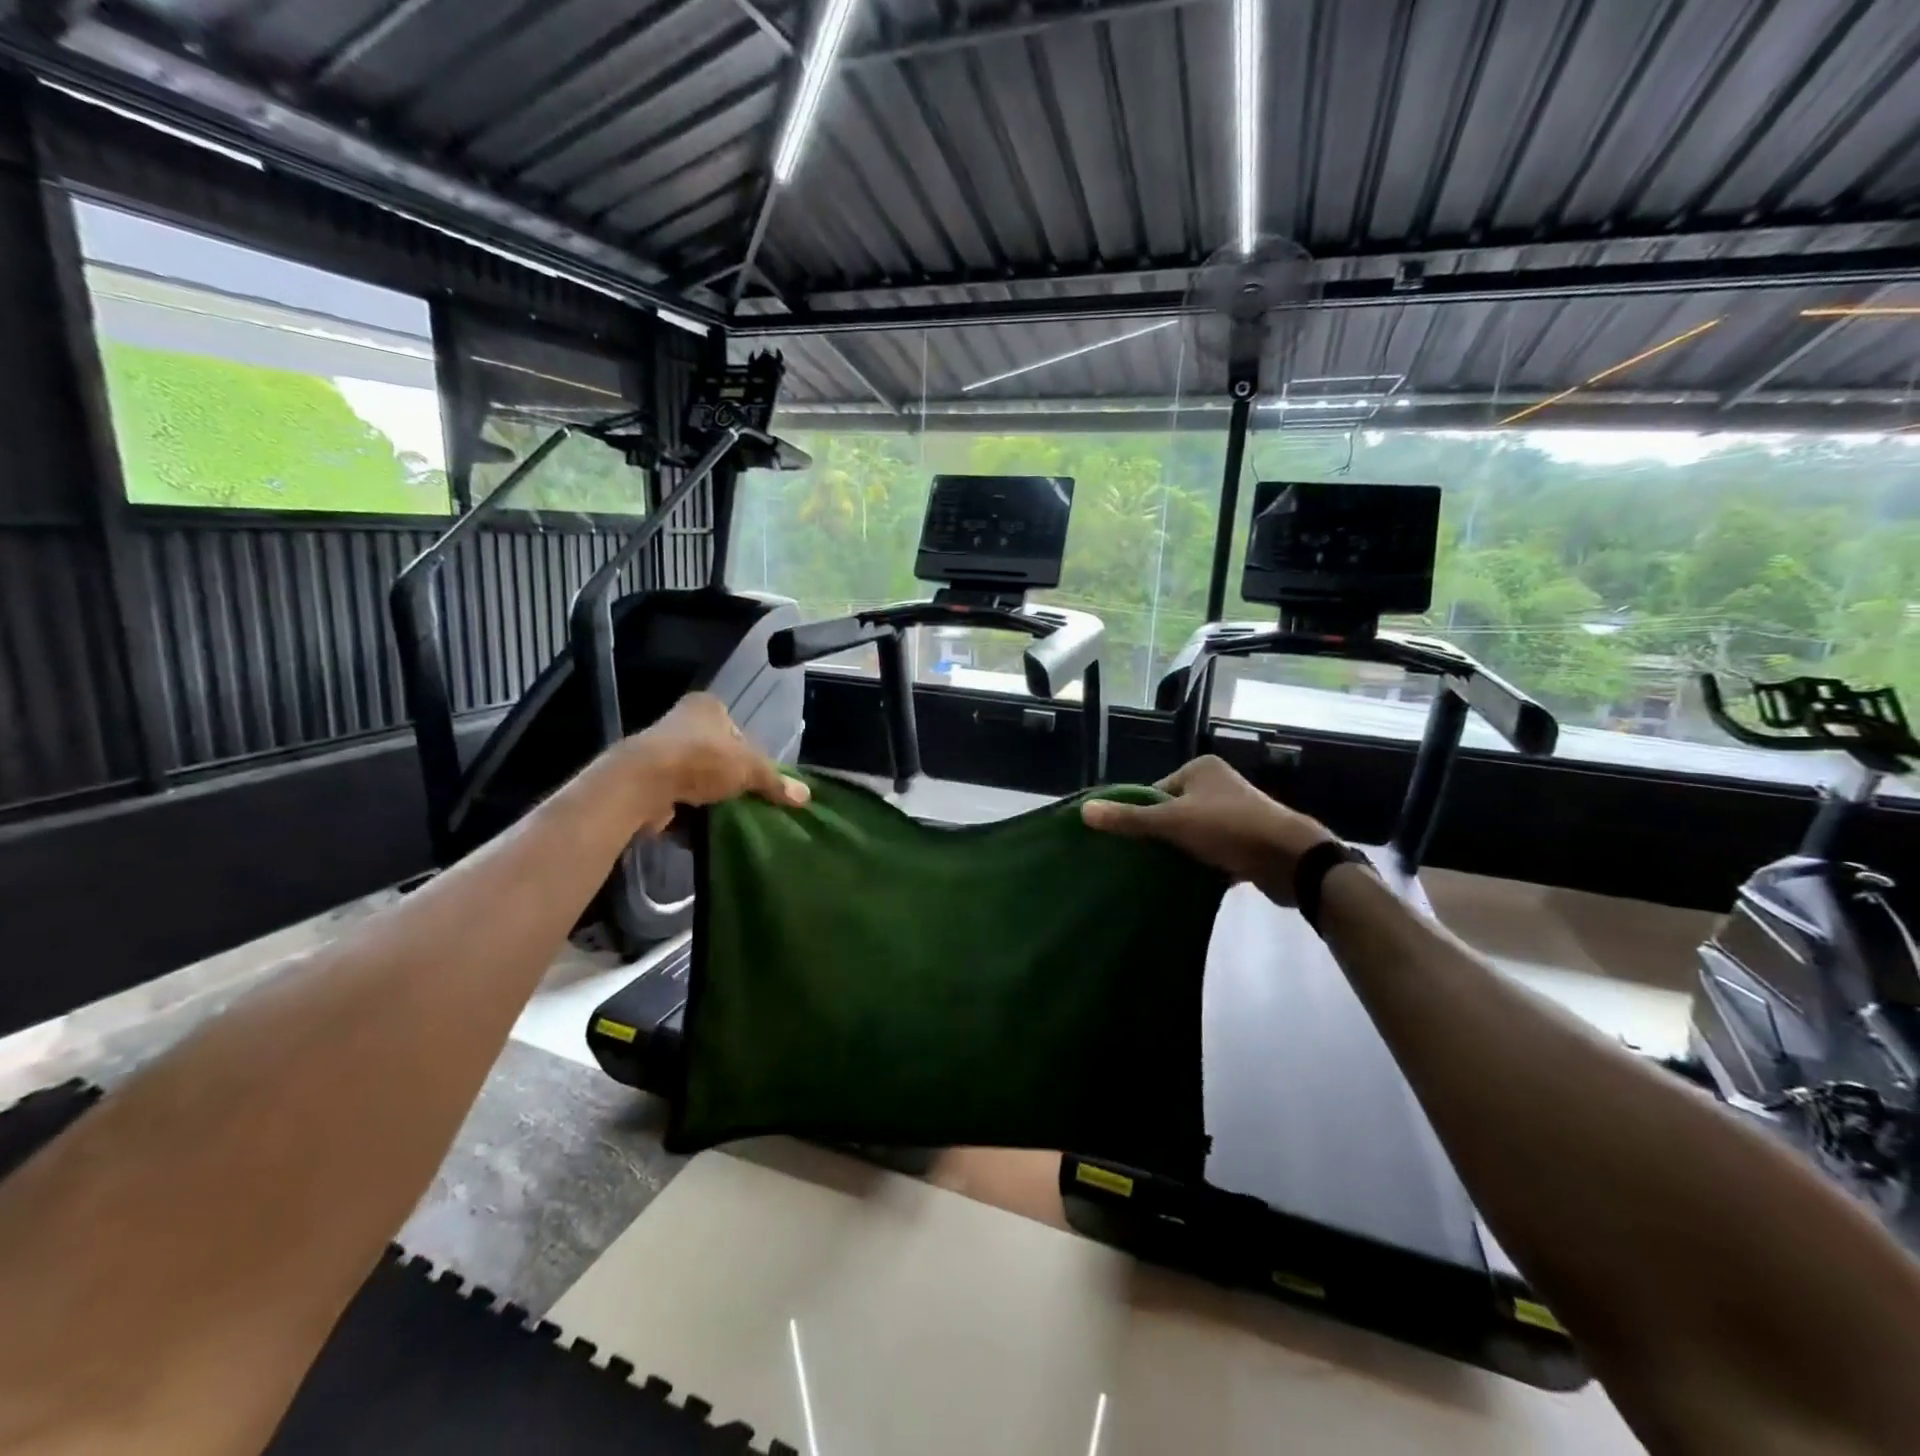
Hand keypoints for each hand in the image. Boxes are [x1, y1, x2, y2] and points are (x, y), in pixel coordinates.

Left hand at [616, 693, 808, 826]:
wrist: (642, 784)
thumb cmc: (700, 760)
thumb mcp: (749, 768)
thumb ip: (775, 781)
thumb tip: (805, 796)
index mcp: (706, 706)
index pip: (737, 728)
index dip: (750, 753)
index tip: (757, 778)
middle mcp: (680, 722)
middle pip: (716, 753)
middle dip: (729, 776)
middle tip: (746, 798)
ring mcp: (660, 751)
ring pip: (696, 775)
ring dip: (708, 795)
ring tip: (726, 815)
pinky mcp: (646, 780)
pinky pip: (677, 796)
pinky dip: (688, 810)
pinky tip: (702, 825)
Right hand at [1081, 755, 1330, 903]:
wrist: (1291, 859)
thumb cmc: (1228, 828)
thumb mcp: (1172, 821)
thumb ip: (1129, 819)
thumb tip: (1084, 811)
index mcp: (1202, 769)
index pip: (1156, 790)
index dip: (1142, 814)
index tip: (1133, 841)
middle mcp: (1220, 785)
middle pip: (1174, 811)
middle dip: (1161, 835)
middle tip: (1143, 859)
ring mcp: (1237, 812)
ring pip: (1194, 833)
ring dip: (1182, 851)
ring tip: (1163, 872)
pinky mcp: (1249, 840)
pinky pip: (1214, 850)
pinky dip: (1203, 863)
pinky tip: (1190, 881)